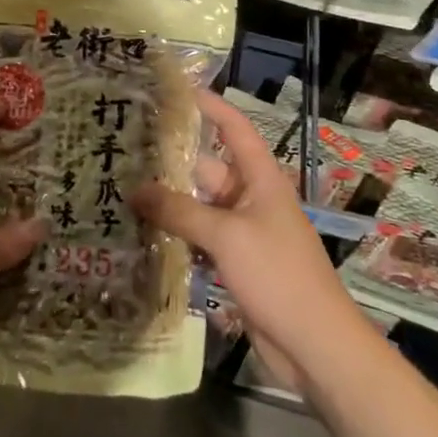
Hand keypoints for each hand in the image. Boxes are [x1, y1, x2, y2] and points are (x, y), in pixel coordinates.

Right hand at [132, 89, 366, 384]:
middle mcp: (250, 199)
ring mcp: (242, 233)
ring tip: (121, 186)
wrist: (316, 347)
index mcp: (260, 179)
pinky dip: (175, 234)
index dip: (210, 106)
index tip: (176, 89)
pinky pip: (199, 238)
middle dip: (171, 159)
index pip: (234, 129)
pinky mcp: (234, 264)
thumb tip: (134, 191)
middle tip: (125, 147)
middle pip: (206, 169)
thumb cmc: (278, 275)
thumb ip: (179, 212)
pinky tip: (140, 232)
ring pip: (198, 206)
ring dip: (167, 201)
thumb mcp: (227, 236)